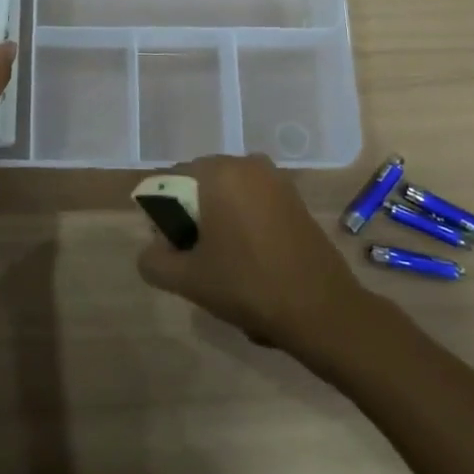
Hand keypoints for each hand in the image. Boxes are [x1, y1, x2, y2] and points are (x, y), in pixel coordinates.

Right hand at [136, 154, 367, 351]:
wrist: (322, 309)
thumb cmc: (248, 286)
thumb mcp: (188, 279)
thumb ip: (154, 260)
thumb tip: (151, 249)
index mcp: (218, 173)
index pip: (170, 181)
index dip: (163, 215)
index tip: (173, 249)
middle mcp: (246, 164)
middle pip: (199, 184)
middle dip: (191, 215)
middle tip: (196, 257)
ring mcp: (275, 179)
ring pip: (227, 194)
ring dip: (218, 219)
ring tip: (225, 260)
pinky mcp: (294, 198)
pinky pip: (253, 200)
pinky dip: (243, 220)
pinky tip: (251, 257)